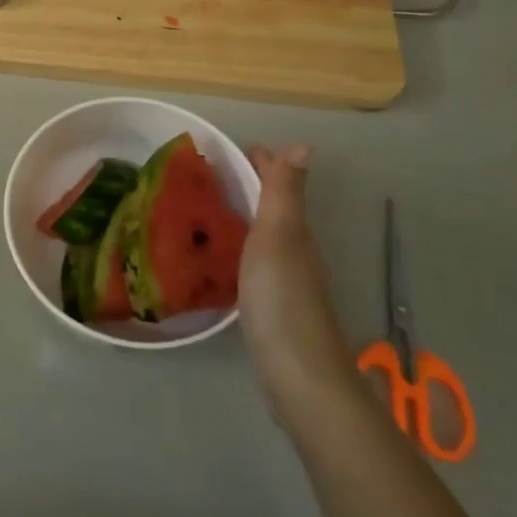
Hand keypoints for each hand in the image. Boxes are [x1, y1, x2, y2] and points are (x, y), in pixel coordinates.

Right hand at [240, 145, 353, 422]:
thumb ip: (285, 194)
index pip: (280, 186)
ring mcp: (285, 282)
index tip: (236, 148)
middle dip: (252, 187)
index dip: (263, 164)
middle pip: (274, 209)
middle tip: (214, 175)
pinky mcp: (272, 308)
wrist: (297, 372)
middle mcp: (294, 251)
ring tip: (212, 209)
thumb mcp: (279, 236)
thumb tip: (304, 144)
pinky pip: (254, 263)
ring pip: (265, 236)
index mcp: (294, 231)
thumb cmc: (282, 297)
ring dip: (246, 218)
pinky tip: (221, 258)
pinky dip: (241, 249)